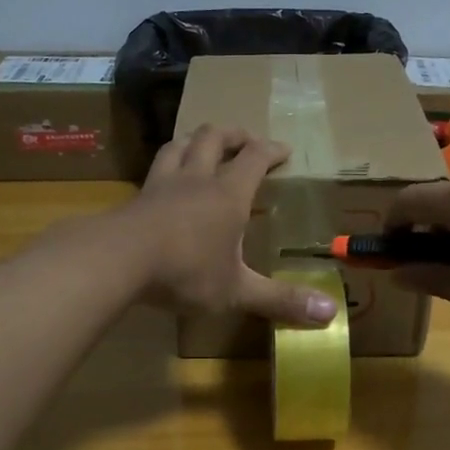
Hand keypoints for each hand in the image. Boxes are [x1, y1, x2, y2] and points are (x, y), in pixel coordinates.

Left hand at [123, 125, 339, 326]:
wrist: (117, 261)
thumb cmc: (185, 271)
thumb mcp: (237, 291)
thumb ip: (280, 300)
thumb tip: (331, 314)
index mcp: (228, 195)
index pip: (254, 159)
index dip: (271, 150)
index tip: (284, 150)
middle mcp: (197, 179)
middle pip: (214, 138)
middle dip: (233, 135)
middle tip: (244, 140)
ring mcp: (162, 184)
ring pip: (180, 145)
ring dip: (195, 140)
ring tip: (203, 145)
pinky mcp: (136, 197)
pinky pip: (155, 169)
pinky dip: (167, 164)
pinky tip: (165, 179)